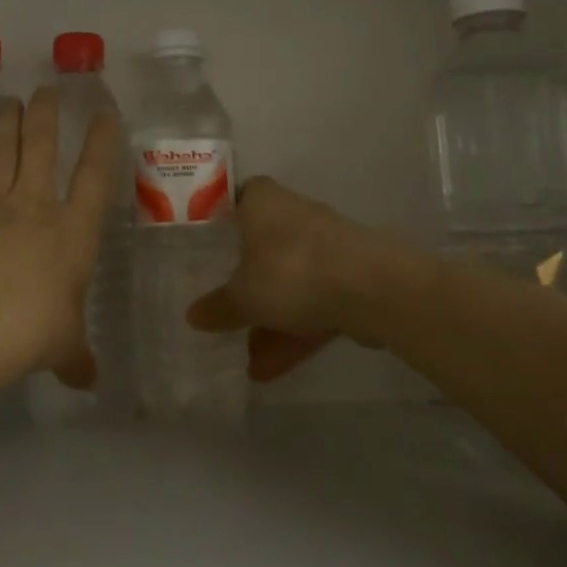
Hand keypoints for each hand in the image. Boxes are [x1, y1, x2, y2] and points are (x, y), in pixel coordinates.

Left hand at [0, 88, 120, 389]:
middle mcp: (35, 207)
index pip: (95, 178)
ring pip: (3, 151)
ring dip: (7, 124)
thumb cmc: (30, 332)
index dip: (103, 143)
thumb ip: (76, 358)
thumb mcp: (63, 347)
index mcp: (73, 234)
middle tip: (46, 90)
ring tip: (10, 101)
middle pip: (44, 149)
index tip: (105, 112)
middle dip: (47, 116)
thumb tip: (90, 381)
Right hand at [186, 176, 399, 382]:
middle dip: (245, 280)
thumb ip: (218, 307)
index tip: (207, 242)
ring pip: (290, 281)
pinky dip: (295, 332)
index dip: (221, 217)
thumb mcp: (243, 296)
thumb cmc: (291, 271)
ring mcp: (326, 248)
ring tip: (246, 361)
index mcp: (263, 202)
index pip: (236, 197)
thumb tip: (192, 316)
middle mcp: (295, 215)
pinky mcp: (351, 278)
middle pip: (263, 245)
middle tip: (222, 305)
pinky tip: (271, 369)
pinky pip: (314, 304)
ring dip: (270, 319)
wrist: (374, 289)